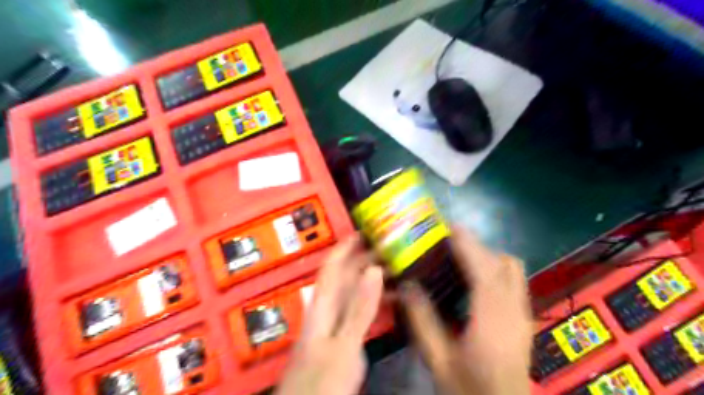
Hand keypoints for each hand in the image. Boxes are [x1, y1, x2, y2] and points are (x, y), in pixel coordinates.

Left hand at [276, 236, 384, 392]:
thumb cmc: (322, 379)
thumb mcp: (343, 344)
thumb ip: (359, 307)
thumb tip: (374, 269)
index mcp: (323, 304)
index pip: (332, 266)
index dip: (345, 246)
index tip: (363, 231)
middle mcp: (328, 308)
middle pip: (345, 276)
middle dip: (365, 259)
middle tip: (391, 248)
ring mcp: (335, 323)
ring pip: (355, 291)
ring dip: (374, 278)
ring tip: (398, 269)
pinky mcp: (343, 337)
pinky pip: (360, 309)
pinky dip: (376, 300)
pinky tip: (393, 300)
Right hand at [399, 227, 530, 394]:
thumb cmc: (469, 389)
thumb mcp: (438, 359)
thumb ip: (422, 320)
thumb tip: (407, 285)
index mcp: (493, 322)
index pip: (485, 271)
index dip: (468, 245)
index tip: (449, 227)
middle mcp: (514, 312)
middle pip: (503, 263)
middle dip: (476, 247)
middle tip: (447, 244)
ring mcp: (523, 314)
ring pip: (513, 269)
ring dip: (487, 256)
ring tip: (458, 258)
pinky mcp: (524, 318)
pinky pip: (513, 280)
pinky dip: (494, 268)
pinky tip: (473, 279)